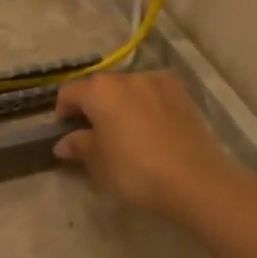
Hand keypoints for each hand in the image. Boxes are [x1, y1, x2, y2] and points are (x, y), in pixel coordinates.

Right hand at [53, 72, 237, 219]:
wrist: (194, 179)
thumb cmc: (135, 170)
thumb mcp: (98, 163)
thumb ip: (78, 146)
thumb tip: (64, 142)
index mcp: (99, 91)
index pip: (69, 93)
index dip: (62, 113)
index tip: (65, 134)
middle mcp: (126, 78)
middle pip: (99, 87)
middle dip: (91, 106)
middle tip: (93, 134)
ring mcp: (157, 82)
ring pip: (127, 88)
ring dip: (119, 103)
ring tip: (124, 131)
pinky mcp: (181, 93)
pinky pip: (152, 93)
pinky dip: (145, 104)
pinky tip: (150, 127)